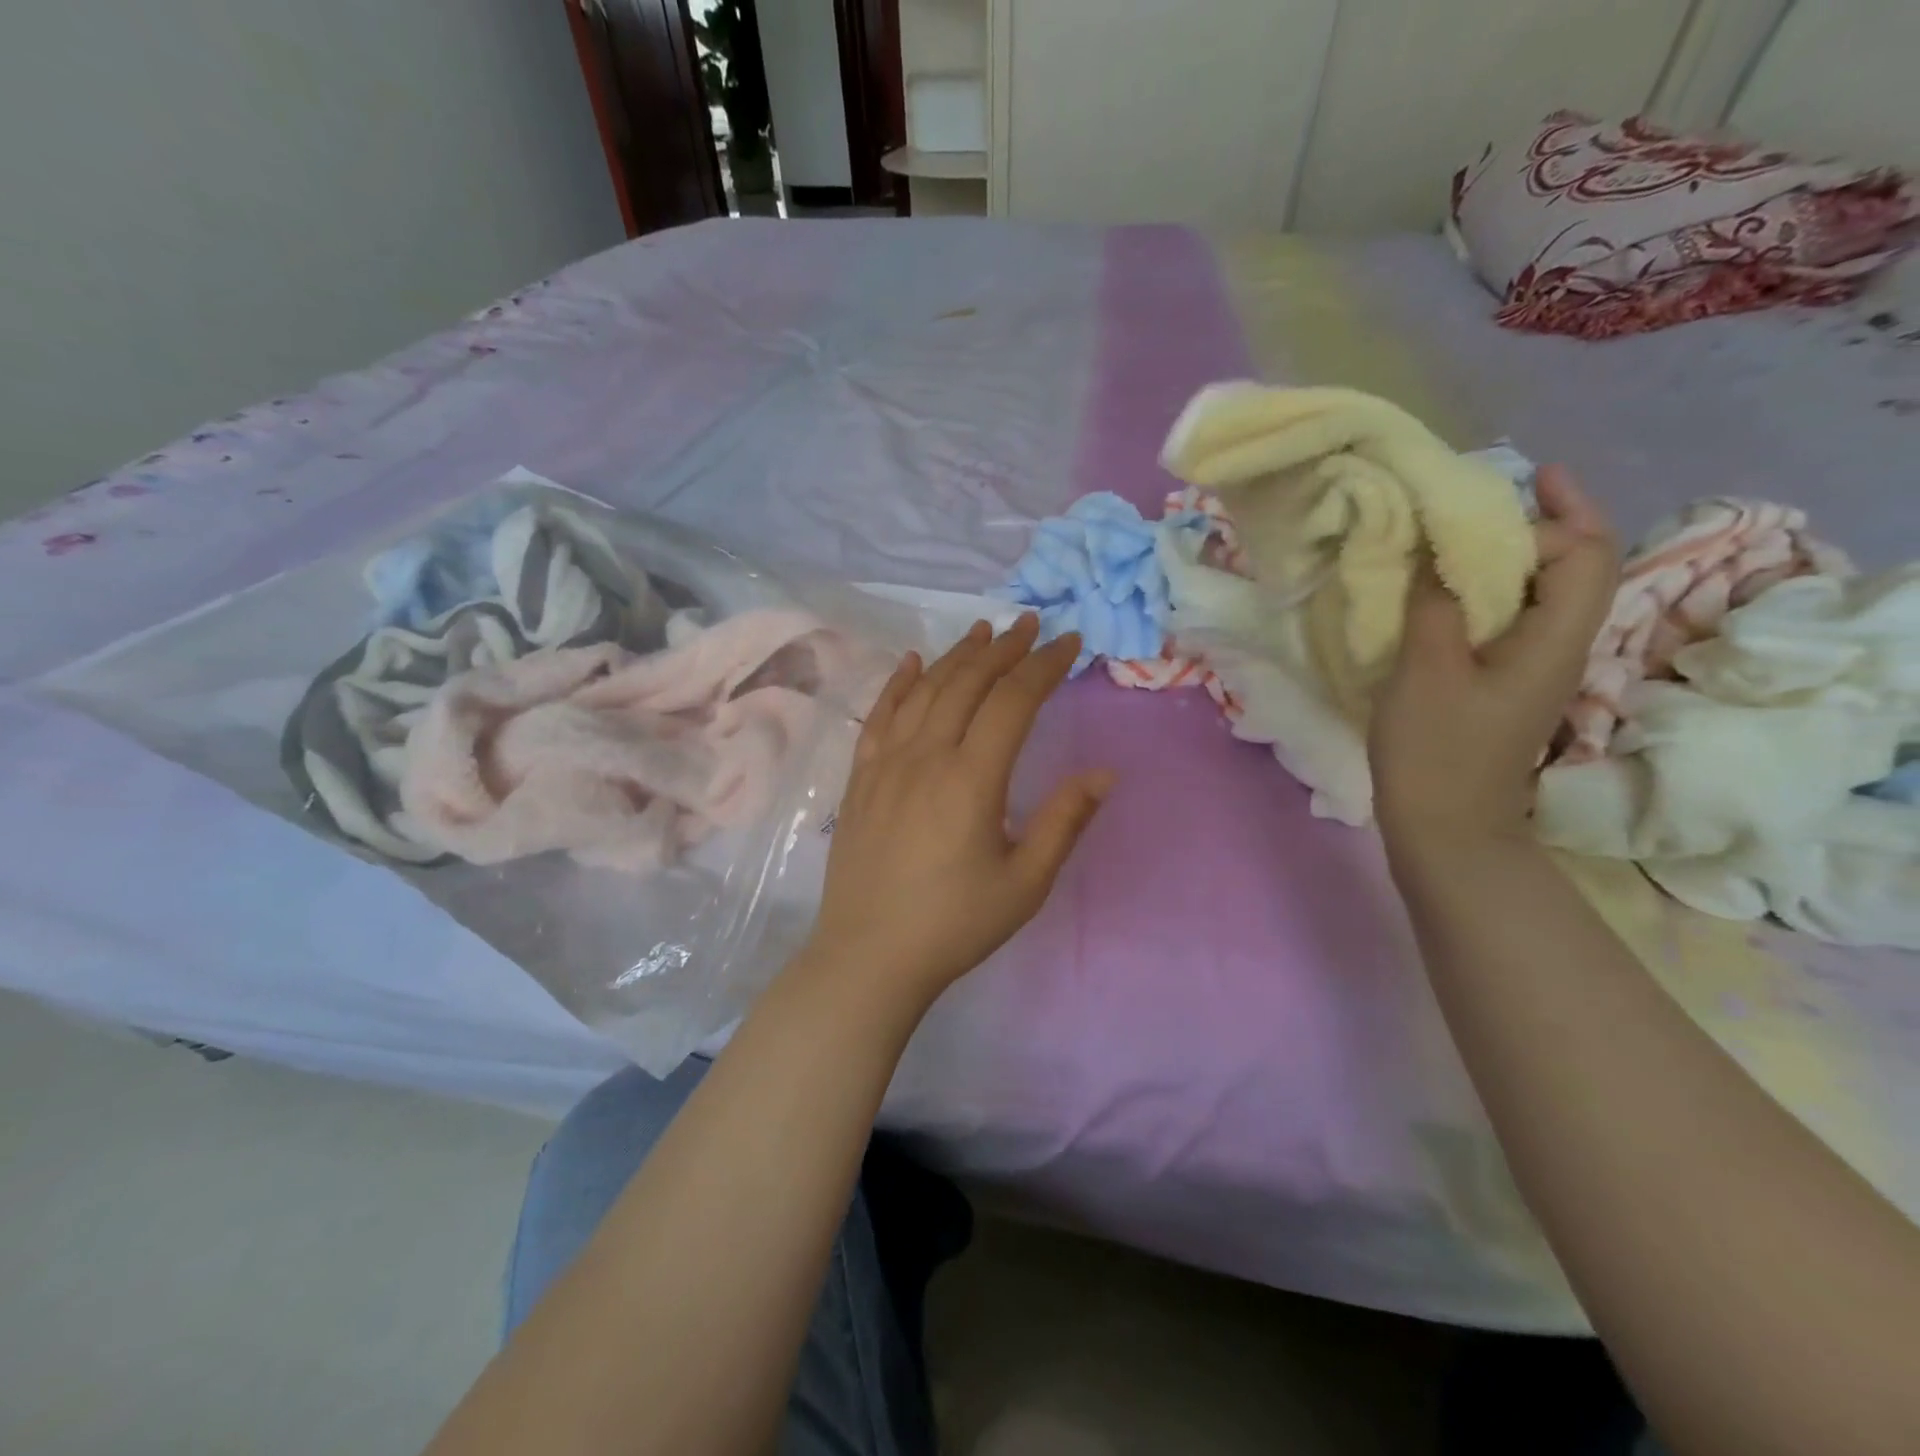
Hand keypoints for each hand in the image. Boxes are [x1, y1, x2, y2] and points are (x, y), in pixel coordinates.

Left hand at [807, 614, 1113, 1002]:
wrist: (869, 957)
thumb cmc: (955, 925)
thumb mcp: (1025, 882)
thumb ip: (1064, 821)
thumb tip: (1103, 774)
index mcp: (971, 779)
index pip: (1013, 702)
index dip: (1044, 667)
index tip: (1069, 643)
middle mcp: (926, 757)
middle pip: (967, 684)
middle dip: (1003, 649)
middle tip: (1030, 625)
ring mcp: (886, 764)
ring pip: (924, 691)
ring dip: (956, 656)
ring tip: (982, 631)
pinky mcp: (860, 779)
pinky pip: (879, 716)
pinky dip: (898, 683)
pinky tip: (911, 663)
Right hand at [1370, 465, 1617, 848]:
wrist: (1445, 827)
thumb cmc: (1436, 751)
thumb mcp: (1426, 671)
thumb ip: (1435, 605)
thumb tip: (1435, 556)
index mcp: (1554, 640)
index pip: (1584, 555)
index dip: (1553, 515)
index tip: (1502, 493)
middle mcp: (1560, 648)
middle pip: (1580, 568)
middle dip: (1552, 522)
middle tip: (1507, 490)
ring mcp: (1535, 670)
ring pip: (1546, 594)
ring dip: (1519, 554)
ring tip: (1469, 532)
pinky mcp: (1506, 686)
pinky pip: (1515, 620)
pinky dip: (1493, 590)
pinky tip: (1451, 591)